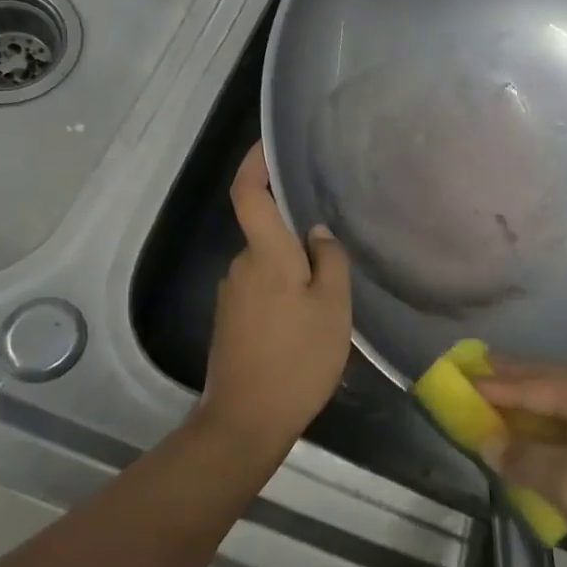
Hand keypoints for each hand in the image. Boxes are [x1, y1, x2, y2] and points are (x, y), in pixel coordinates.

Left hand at [199, 144, 351, 457]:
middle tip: (336, 257)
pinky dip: (284, 293)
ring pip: (268, 265)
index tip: (268, 144)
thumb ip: (329, 261)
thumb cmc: (297, 359)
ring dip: (294, 270)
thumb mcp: (332, 308)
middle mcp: (241, 267)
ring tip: (328, 299)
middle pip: (267, 232)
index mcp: (265, 255)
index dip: (255, 164)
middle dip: (297, 236)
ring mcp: (231, 295)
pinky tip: (306, 323)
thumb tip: (317, 233)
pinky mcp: (230, 321)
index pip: (250, 194)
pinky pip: (262, 289)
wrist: (245, 422)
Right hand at [476, 363, 566, 566]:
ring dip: (531, 402)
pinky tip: (538, 431)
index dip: (491, 384)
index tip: (458, 375)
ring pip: (566, 400)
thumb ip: (522, 459)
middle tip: (473, 371)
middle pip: (548, 380)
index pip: (529, 383)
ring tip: (497, 398)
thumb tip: (487, 441)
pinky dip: (552, 423)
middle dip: (511, 379)